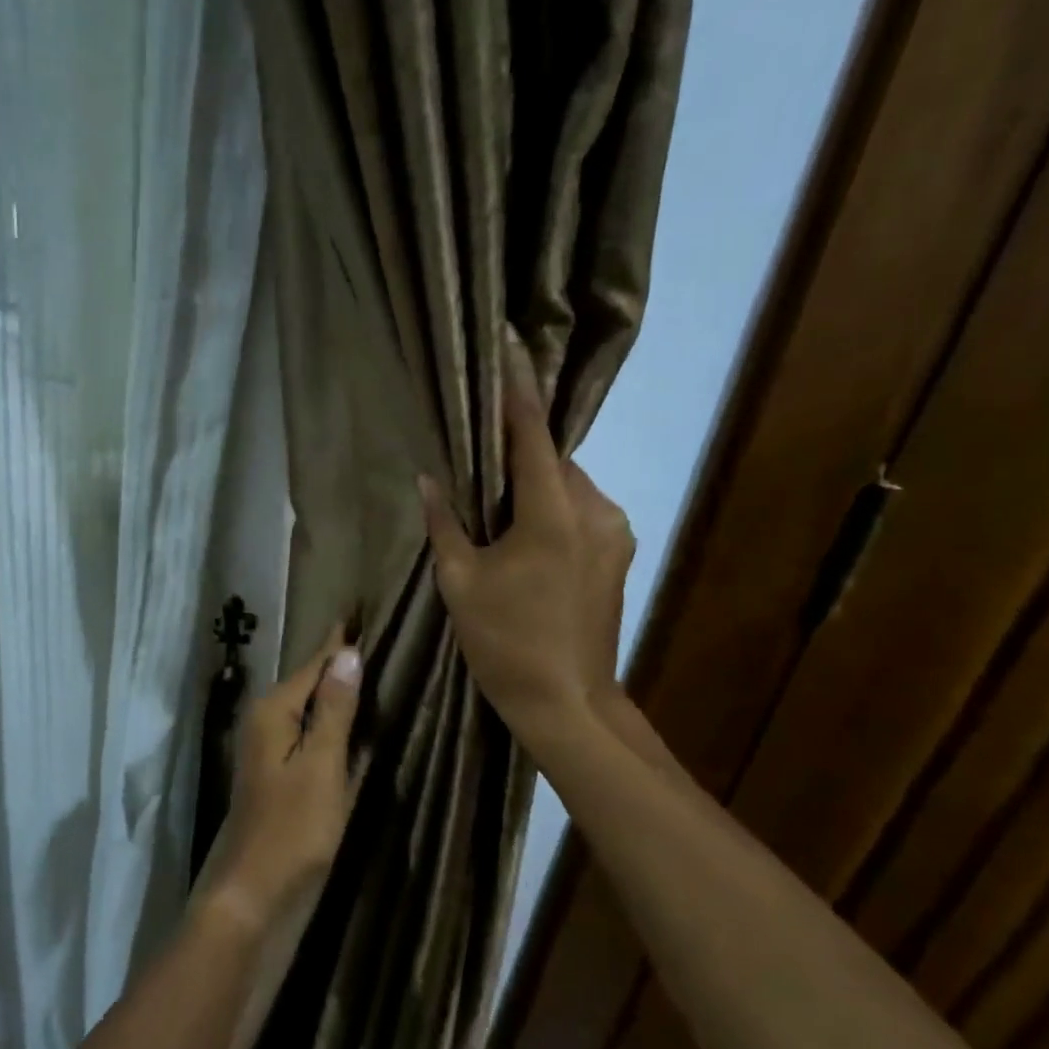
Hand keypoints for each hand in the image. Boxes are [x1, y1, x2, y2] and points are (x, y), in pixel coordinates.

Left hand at [204, 622, 362, 930]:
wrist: (255, 892)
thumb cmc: (293, 828)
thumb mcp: (322, 765)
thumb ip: (335, 710)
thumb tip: (347, 653)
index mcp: (274, 712)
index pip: (314, 664)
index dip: (338, 641)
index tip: (357, 610)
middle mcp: (266, 722)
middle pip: (309, 683)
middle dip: (337, 662)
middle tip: (371, 635)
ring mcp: (270, 749)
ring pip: (308, 709)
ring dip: (335, 691)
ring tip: (367, 668)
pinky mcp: (279, 774)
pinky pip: (308, 734)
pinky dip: (330, 722)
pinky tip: (349, 720)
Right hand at [418, 328, 635, 760]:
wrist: (565, 701)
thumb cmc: (504, 642)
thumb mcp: (460, 582)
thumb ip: (445, 523)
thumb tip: (427, 479)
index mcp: (551, 515)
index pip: (532, 435)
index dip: (518, 390)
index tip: (509, 347)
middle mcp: (594, 510)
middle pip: (553, 460)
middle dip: (520, 454)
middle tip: (481, 465)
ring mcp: (615, 533)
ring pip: (570, 486)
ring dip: (537, 486)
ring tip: (501, 513)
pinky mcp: (620, 553)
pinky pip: (584, 511)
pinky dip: (555, 509)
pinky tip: (528, 538)